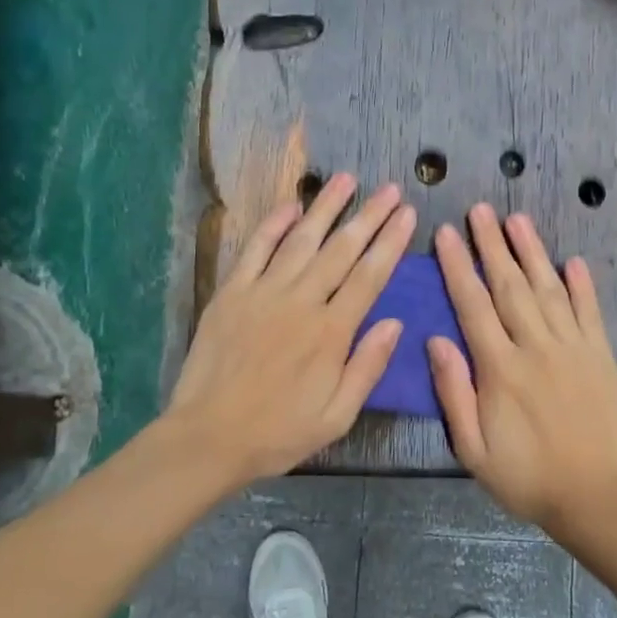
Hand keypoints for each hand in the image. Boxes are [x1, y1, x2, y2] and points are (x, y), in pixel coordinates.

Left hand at [167, 173, 414, 486]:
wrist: (208, 437)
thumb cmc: (278, 432)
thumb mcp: (337, 416)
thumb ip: (367, 366)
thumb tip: (396, 322)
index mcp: (331, 332)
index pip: (369, 276)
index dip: (391, 242)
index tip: (408, 214)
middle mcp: (301, 302)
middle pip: (342, 249)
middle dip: (369, 216)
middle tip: (390, 189)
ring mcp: (263, 293)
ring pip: (301, 239)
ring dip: (326, 208)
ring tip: (347, 179)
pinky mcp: (231, 293)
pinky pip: (255, 249)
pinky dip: (273, 225)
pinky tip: (290, 205)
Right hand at [429, 204, 616, 530]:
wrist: (594, 497)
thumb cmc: (525, 477)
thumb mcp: (473, 448)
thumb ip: (454, 392)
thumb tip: (436, 340)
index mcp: (501, 369)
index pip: (473, 305)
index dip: (458, 266)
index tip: (446, 233)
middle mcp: (537, 348)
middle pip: (510, 286)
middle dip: (492, 245)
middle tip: (480, 210)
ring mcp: (574, 348)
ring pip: (549, 289)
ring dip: (532, 252)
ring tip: (517, 220)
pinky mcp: (602, 356)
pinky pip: (591, 312)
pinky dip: (582, 285)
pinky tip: (573, 261)